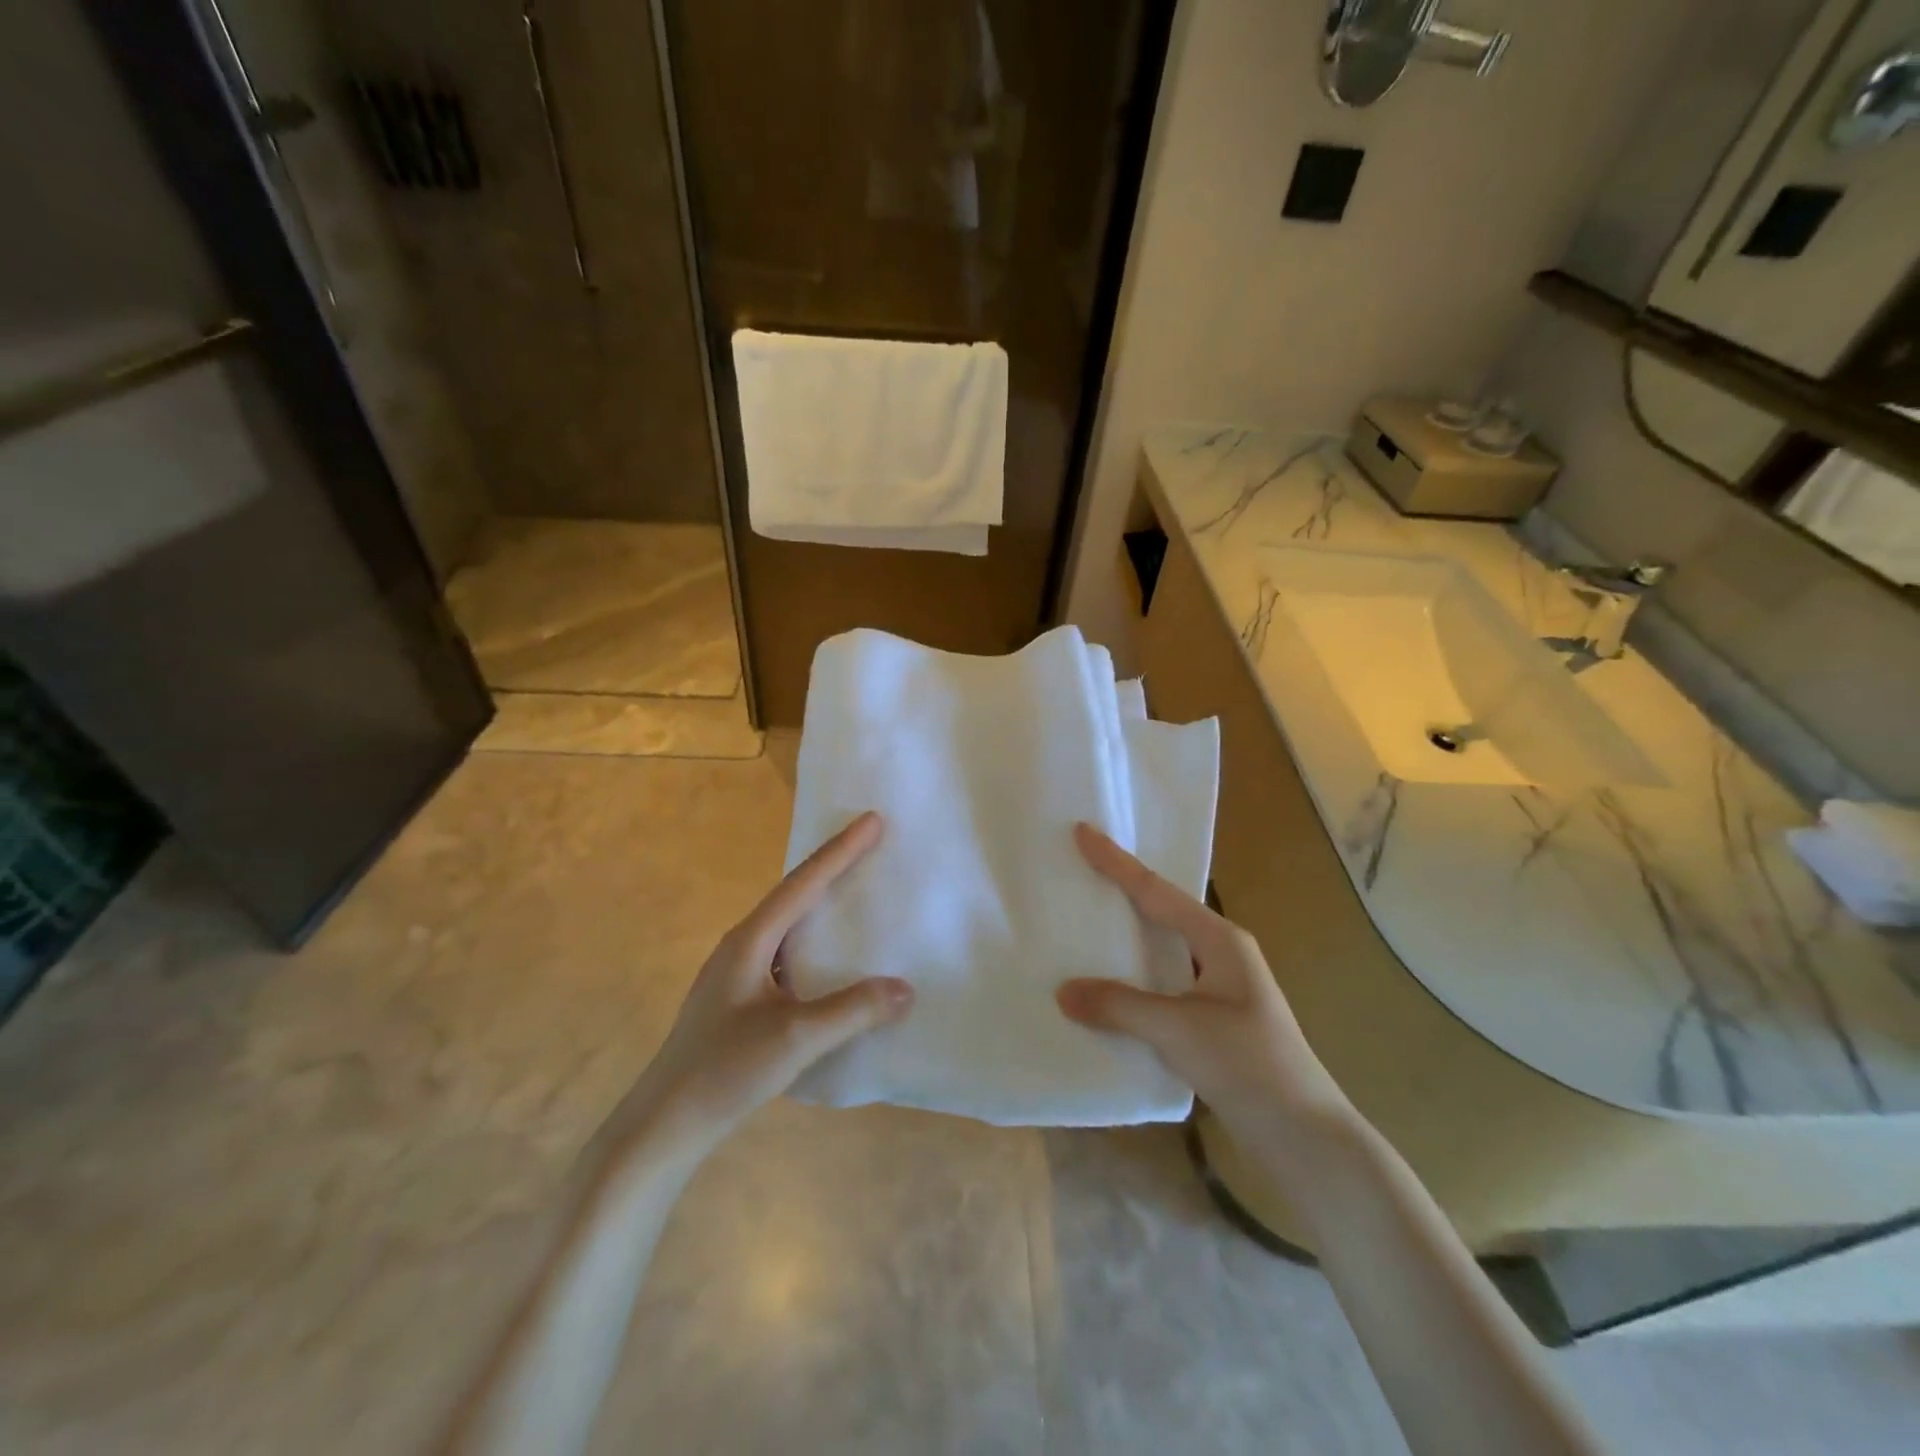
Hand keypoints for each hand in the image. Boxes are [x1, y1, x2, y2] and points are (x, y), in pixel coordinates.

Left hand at [611, 812, 912, 1153]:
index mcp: (750, 941)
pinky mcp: (739, 999)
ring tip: (857, 890)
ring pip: (788, 924)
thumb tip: (905, 988)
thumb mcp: (795, 1038)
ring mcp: (737, 973)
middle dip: (833, 866)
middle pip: (793, 894)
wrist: (664, 1124)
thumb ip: (852, 1010)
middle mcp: (741, 946)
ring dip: (822, 902)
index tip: (873, 820)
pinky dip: (815, 941)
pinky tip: (832, 959)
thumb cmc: (725, 1071)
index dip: (841, 850)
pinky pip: (787, 952)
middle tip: (871, 843)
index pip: (803, 883)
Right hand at [1056, 823, 1348, 1133]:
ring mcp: (1219, 987)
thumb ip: (1119, 1006)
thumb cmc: (1249, 1065)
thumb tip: (1063, 992)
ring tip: (1086, 920)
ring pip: (1162, 947)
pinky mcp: (1213, 1018)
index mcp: (1220, 940)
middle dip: (1122, 889)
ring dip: (1127, 935)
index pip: (1157, 891)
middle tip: (1081, 868)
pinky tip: (1109, 985)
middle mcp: (1221, 954)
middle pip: (1162, 910)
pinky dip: (1133, 975)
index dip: (1117, 862)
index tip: (1083, 832)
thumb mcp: (1179, 1030)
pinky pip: (1163, 981)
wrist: (1305, 1136)